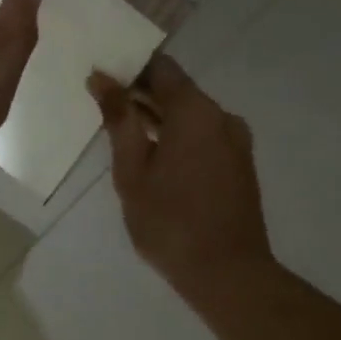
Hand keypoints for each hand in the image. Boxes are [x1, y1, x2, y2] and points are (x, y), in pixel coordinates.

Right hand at [90, 56, 273, 298]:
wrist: (228, 273)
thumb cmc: (170, 221)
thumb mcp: (132, 171)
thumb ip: (119, 120)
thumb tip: (101, 78)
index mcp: (195, 111)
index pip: (160, 67)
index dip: (129, 66)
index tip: (101, 74)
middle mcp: (221, 116)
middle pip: (176, 89)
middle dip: (140, 92)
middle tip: (102, 103)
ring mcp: (235, 140)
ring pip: (190, 114)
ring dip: (158, 117)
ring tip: (121, 130)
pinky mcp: (239, 163)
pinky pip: (202, 134)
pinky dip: (176, 135)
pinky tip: (151, 154)